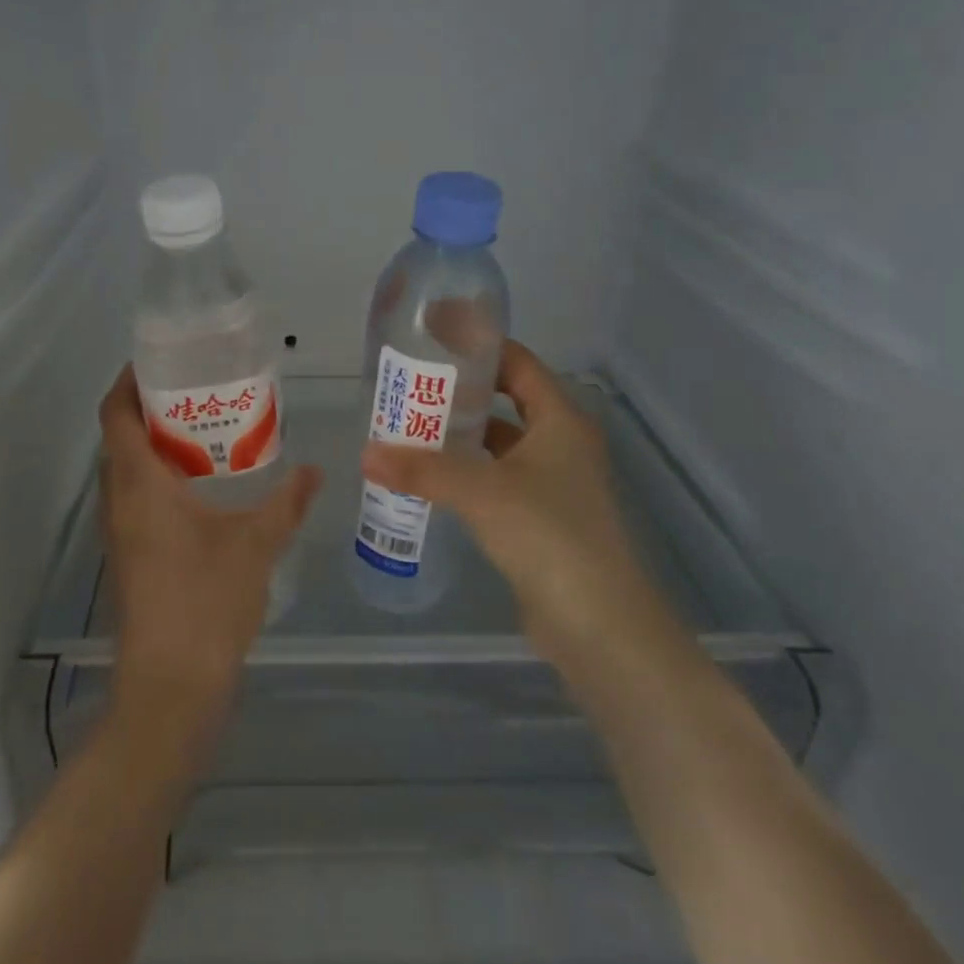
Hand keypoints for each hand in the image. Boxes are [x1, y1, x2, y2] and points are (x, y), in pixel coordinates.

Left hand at [97, 366, 321, 759]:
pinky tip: (203, 486)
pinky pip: (136, 497)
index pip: (116, 414)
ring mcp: (121, 532)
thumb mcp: (256, 544)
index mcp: (139, 484)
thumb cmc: (207, 601)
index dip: (128, 381)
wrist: (172, 686)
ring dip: (155, 443)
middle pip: (120, 437)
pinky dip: (160, 476)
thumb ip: (287, 502)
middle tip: (196, 388)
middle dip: (150, 407)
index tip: (160, 359)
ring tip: (204, 428)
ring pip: (127, 469)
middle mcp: (119, 501)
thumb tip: (316, 470)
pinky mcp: (131, 556)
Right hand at [361, 340, 652, 670]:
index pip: (518, 363)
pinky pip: (496, 479)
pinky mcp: (541, 518)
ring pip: (500, 444)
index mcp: (560, 420)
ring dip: (461, 436)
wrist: (597, 624)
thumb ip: (422, 469)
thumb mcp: (481, 492)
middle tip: (411, 386)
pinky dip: (466, 473)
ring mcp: (553, 483)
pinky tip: (431, 478)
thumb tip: (365, 453)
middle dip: (461, 393)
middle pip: (507, 401)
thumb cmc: (549, 536)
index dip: (478, 347)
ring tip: (410, 428)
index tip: (433, 339)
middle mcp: (561, 444)